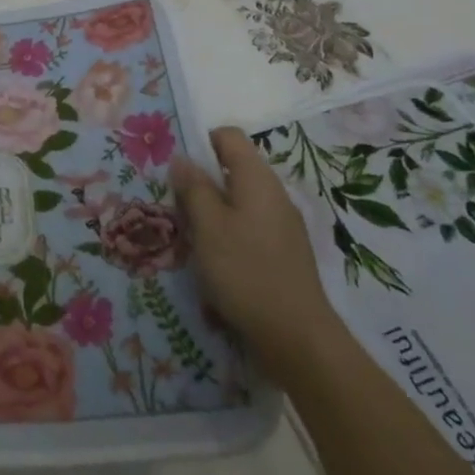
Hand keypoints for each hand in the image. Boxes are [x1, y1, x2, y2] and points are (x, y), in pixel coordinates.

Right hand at [171, 126, 337, 369]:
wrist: (297, 338)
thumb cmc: (245, 272)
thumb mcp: (208, 226)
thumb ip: (193, 187)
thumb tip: (182, 158)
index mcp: (257, 178)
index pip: (228, 136)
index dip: (200, 142)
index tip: (177, 168)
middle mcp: (274, 193)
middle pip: (233, 168)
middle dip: (203, 181)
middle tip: (177, 204)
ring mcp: (283, 224)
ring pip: (240, 200)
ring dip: (214, 210)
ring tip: (192, 235)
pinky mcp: (285, 252)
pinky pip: (251, 226)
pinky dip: (230, 233)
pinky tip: (216, 260)